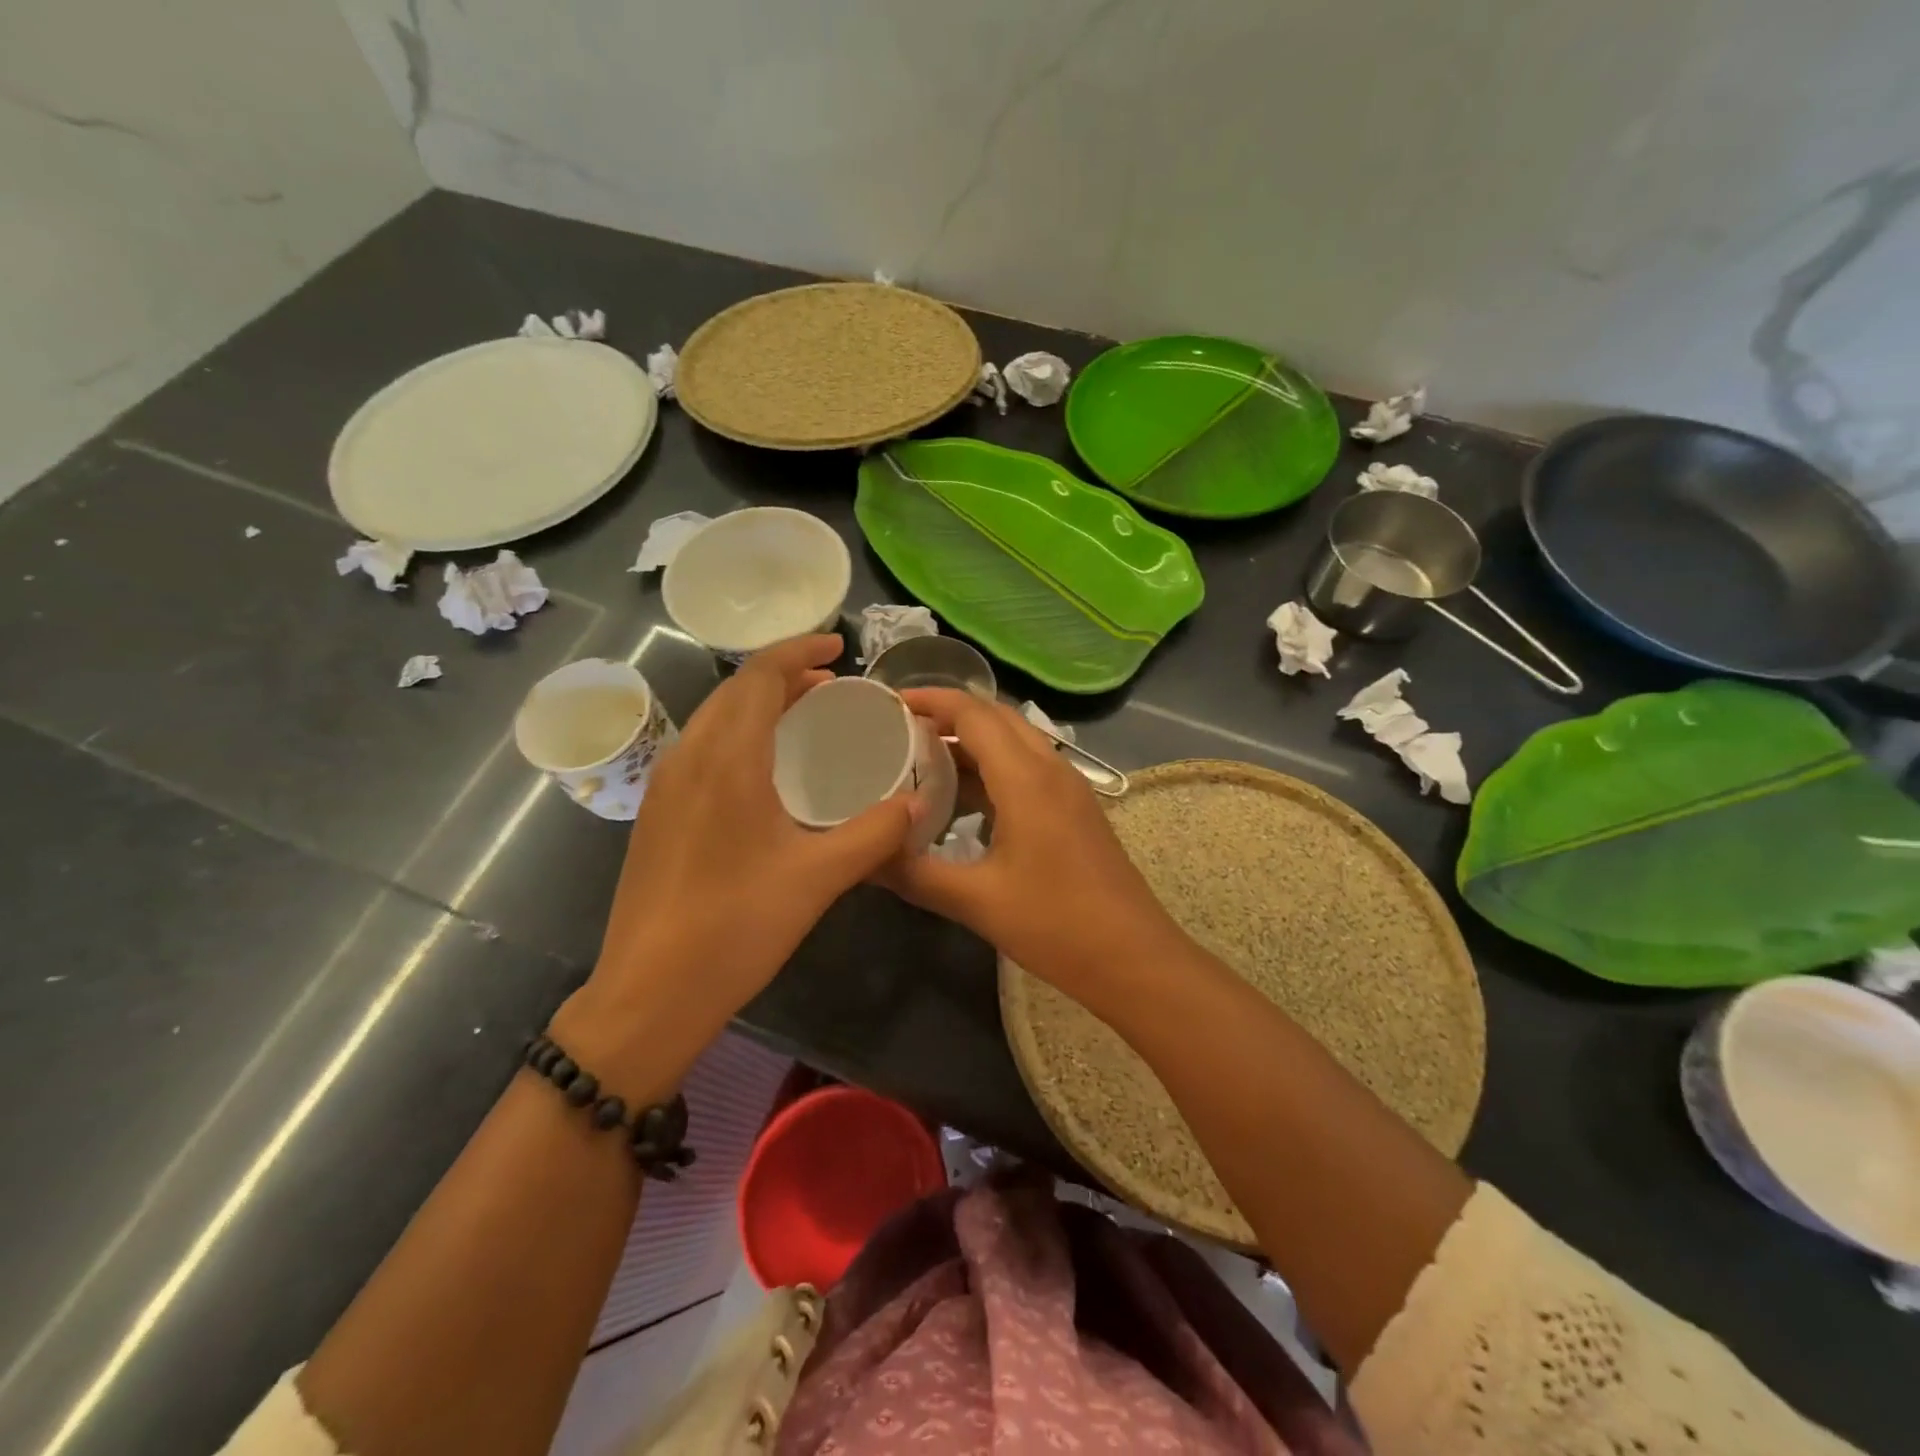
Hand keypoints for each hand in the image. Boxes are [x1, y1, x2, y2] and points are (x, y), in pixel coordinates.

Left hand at [557, 636, 919, 1090]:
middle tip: (833, 685)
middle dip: (784, 674)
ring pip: (715, 718)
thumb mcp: (818, 878)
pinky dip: (739, 733)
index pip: (761, 677)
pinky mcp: (657, 813)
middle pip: (736, 690)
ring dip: (759, 703)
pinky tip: (766, 770)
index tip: (839, 646)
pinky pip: (702, 747)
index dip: (800, 650)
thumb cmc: (735, 928)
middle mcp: (688, 758)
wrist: (647, 993)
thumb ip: (876, 833)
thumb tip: (921, 803)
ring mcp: (665, 786)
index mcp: (727, 760)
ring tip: (806, 717)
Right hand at [882, 688, 1183, 1002]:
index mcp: (1026, 778)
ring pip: (1015, 741)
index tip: (889, 703)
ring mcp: (1068, 788)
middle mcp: (1051, 769)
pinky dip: (992, 767)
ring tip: (922, 761)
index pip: (973, 713)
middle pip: (996, 717)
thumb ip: (915, 873)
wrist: (1134, 959)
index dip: (930, 699)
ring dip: (971, 741)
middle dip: (948, 714)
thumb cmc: (1056, 925)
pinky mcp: (1075, 809)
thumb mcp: (976, 902)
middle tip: (900, 730)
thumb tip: (863, 856)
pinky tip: (964, 801)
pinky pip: (1028, 767)